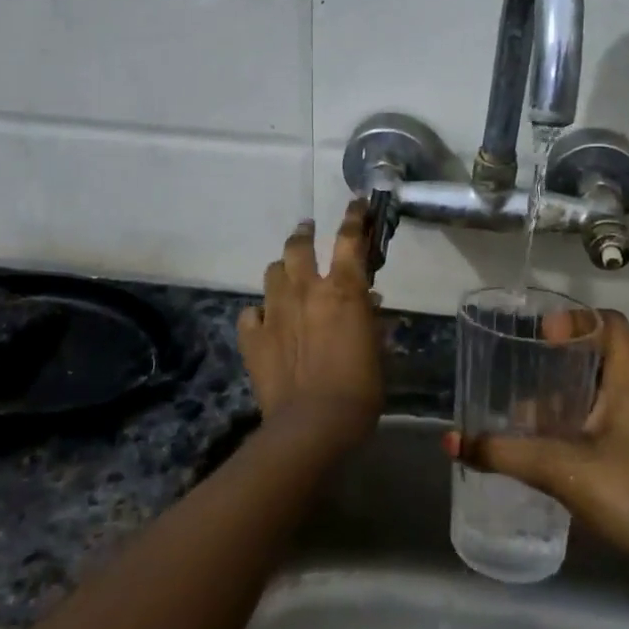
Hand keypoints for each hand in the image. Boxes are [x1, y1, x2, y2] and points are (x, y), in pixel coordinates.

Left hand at [238, 202, 383, 443]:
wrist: (313, 424)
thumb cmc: (360, 388)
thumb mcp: (377, 351)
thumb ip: (371, 321)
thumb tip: (370, 303)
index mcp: (342, 289)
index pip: (350, 239)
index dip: (354, 217)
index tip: (356, 204)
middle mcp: (306, 290)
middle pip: (299, 246)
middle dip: (304, 233)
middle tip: (307, 229)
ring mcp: (274, 311)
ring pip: (273, 272)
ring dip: (282, 270)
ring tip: (287, 275)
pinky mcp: (253, 337)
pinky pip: (250, 314)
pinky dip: (258, 314)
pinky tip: (264, 322)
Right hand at [445, 310, 628, 569]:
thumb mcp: (559, 470)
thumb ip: (504, 453)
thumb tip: (451, 443)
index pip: (610, 323)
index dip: (574, 320)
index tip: (541, 338)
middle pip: (609, 358)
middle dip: (566, 364)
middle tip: (528, 377)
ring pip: (616, 393)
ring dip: (578, 399)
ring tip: (538, 419)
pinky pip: (626, 421)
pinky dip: (595, 424)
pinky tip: (567, 451)